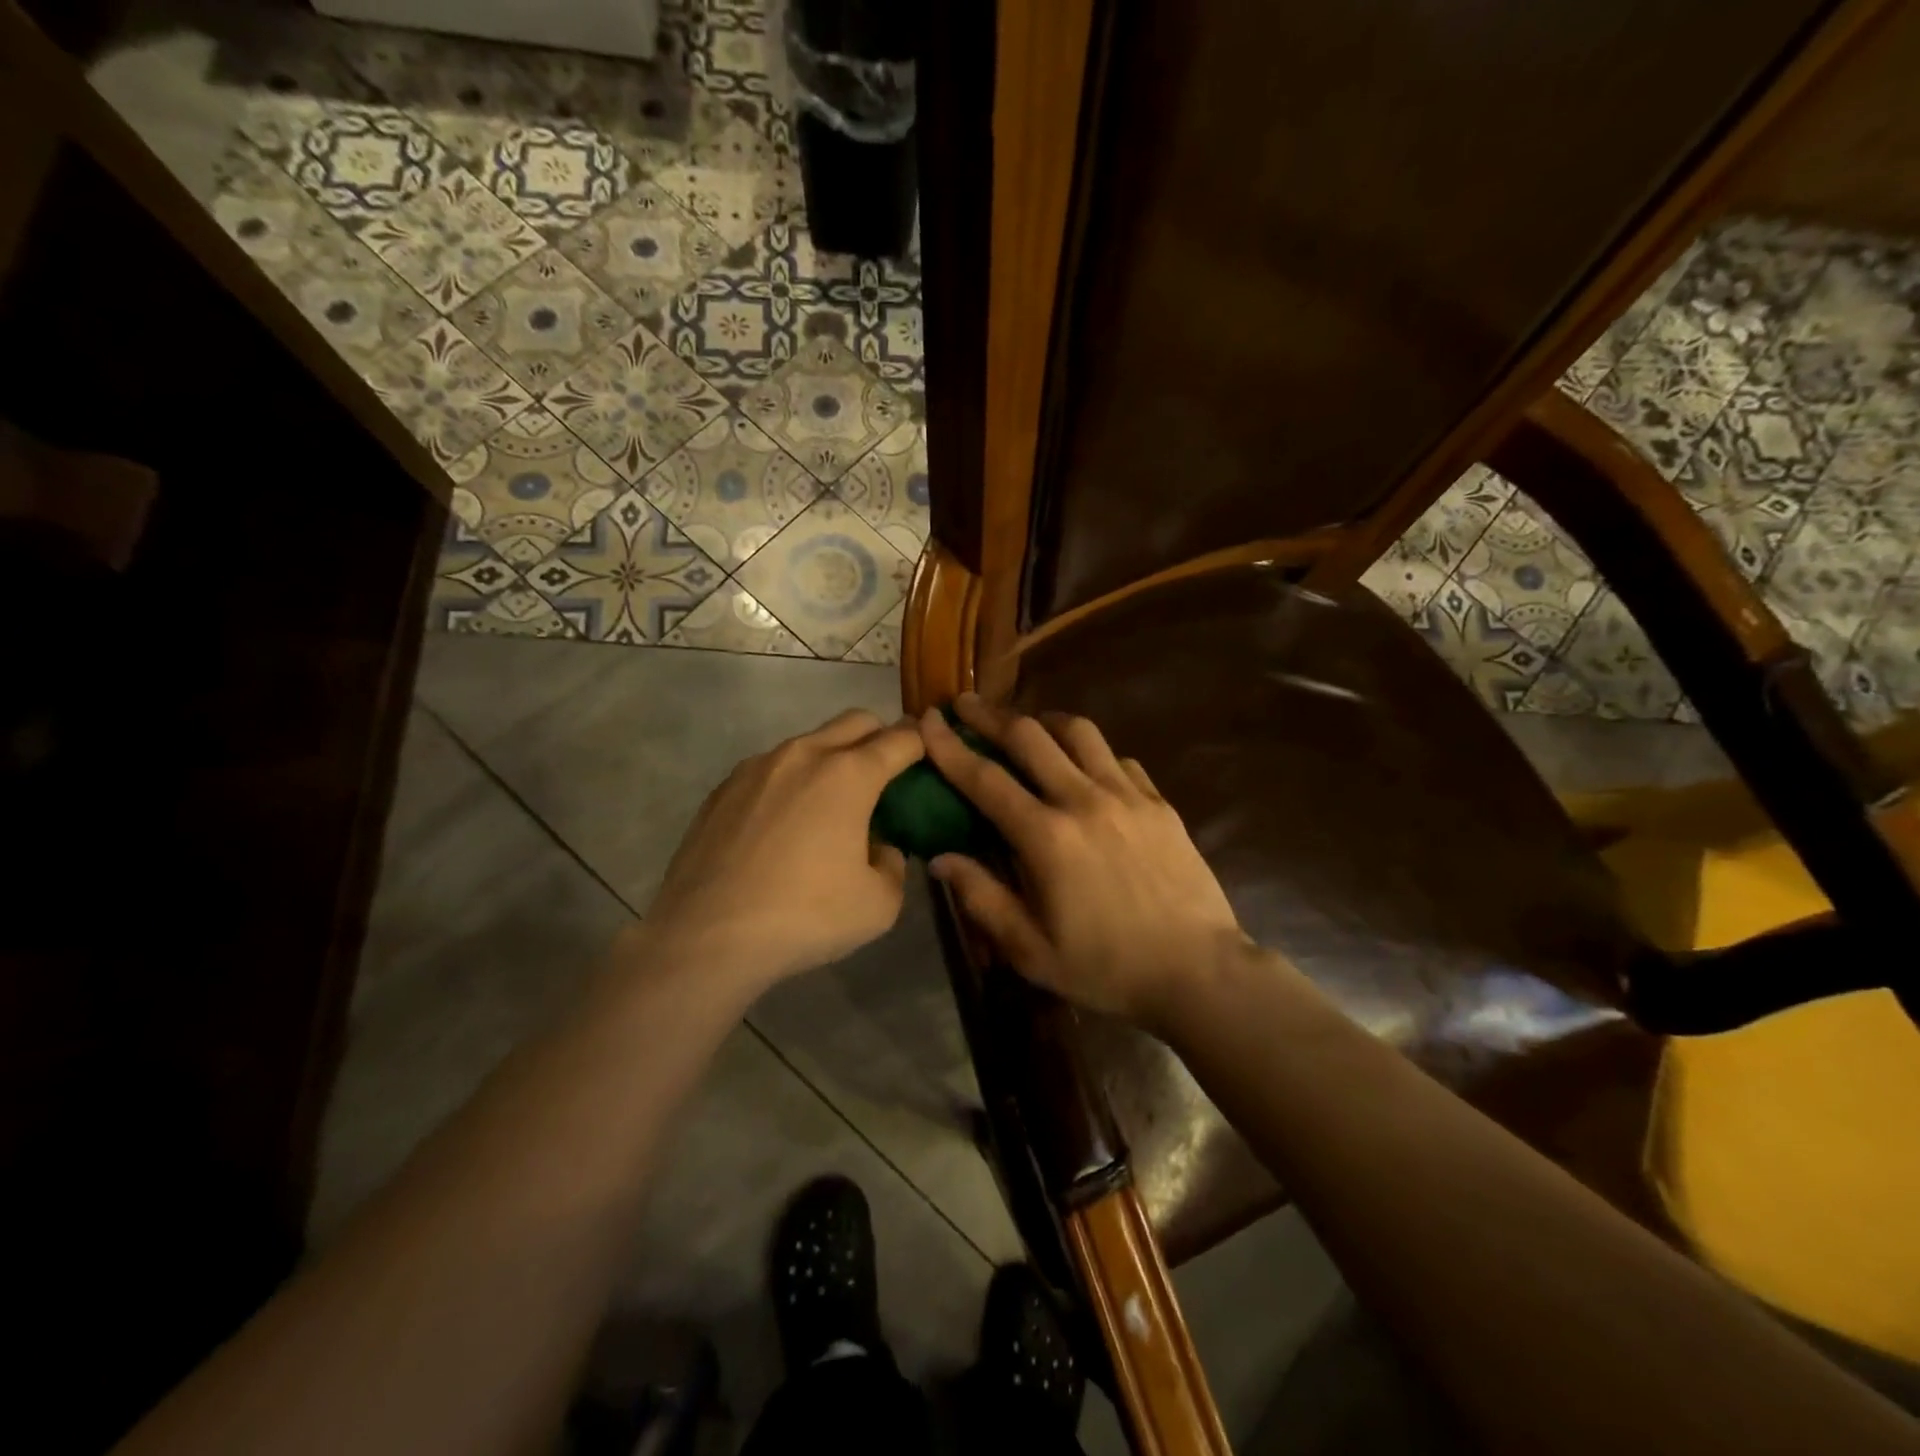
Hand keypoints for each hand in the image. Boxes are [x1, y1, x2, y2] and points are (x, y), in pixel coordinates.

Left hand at [637, 709, 924, 993]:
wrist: (707, 936)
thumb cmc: (805, 916)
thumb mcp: (879, 904)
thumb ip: (893, 864)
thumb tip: (880, 848)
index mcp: (849, 774)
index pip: (901, 740)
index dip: (921, 744)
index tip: (927, 757)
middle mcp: (804, 755)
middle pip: (855, 721)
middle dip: (880, 736)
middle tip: (885, 775)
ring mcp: (758, 767)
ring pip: (809, 742)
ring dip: (832, 759)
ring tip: (830, 807)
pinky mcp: (723, 788)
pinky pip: (771, 769)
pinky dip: (790, 783)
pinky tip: (782, 827)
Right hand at [920, 694, 1248, 1027]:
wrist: (1197, 971)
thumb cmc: (1106, 968)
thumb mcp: (1031, 950)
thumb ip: (982, 898)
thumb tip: (941, 858)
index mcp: (1046, 837)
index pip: (985, 778)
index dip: (950, 746)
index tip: (928, 720)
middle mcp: (1084, 801)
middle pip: (1030, 737)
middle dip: (991, 716)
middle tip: (967, 703)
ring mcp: (1127, 796)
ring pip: (1080, 733)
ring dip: (1045, 721)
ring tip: (1028, 725)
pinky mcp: (1159, 803)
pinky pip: (1118, 758)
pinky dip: (1091, 752)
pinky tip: (1085, 766)